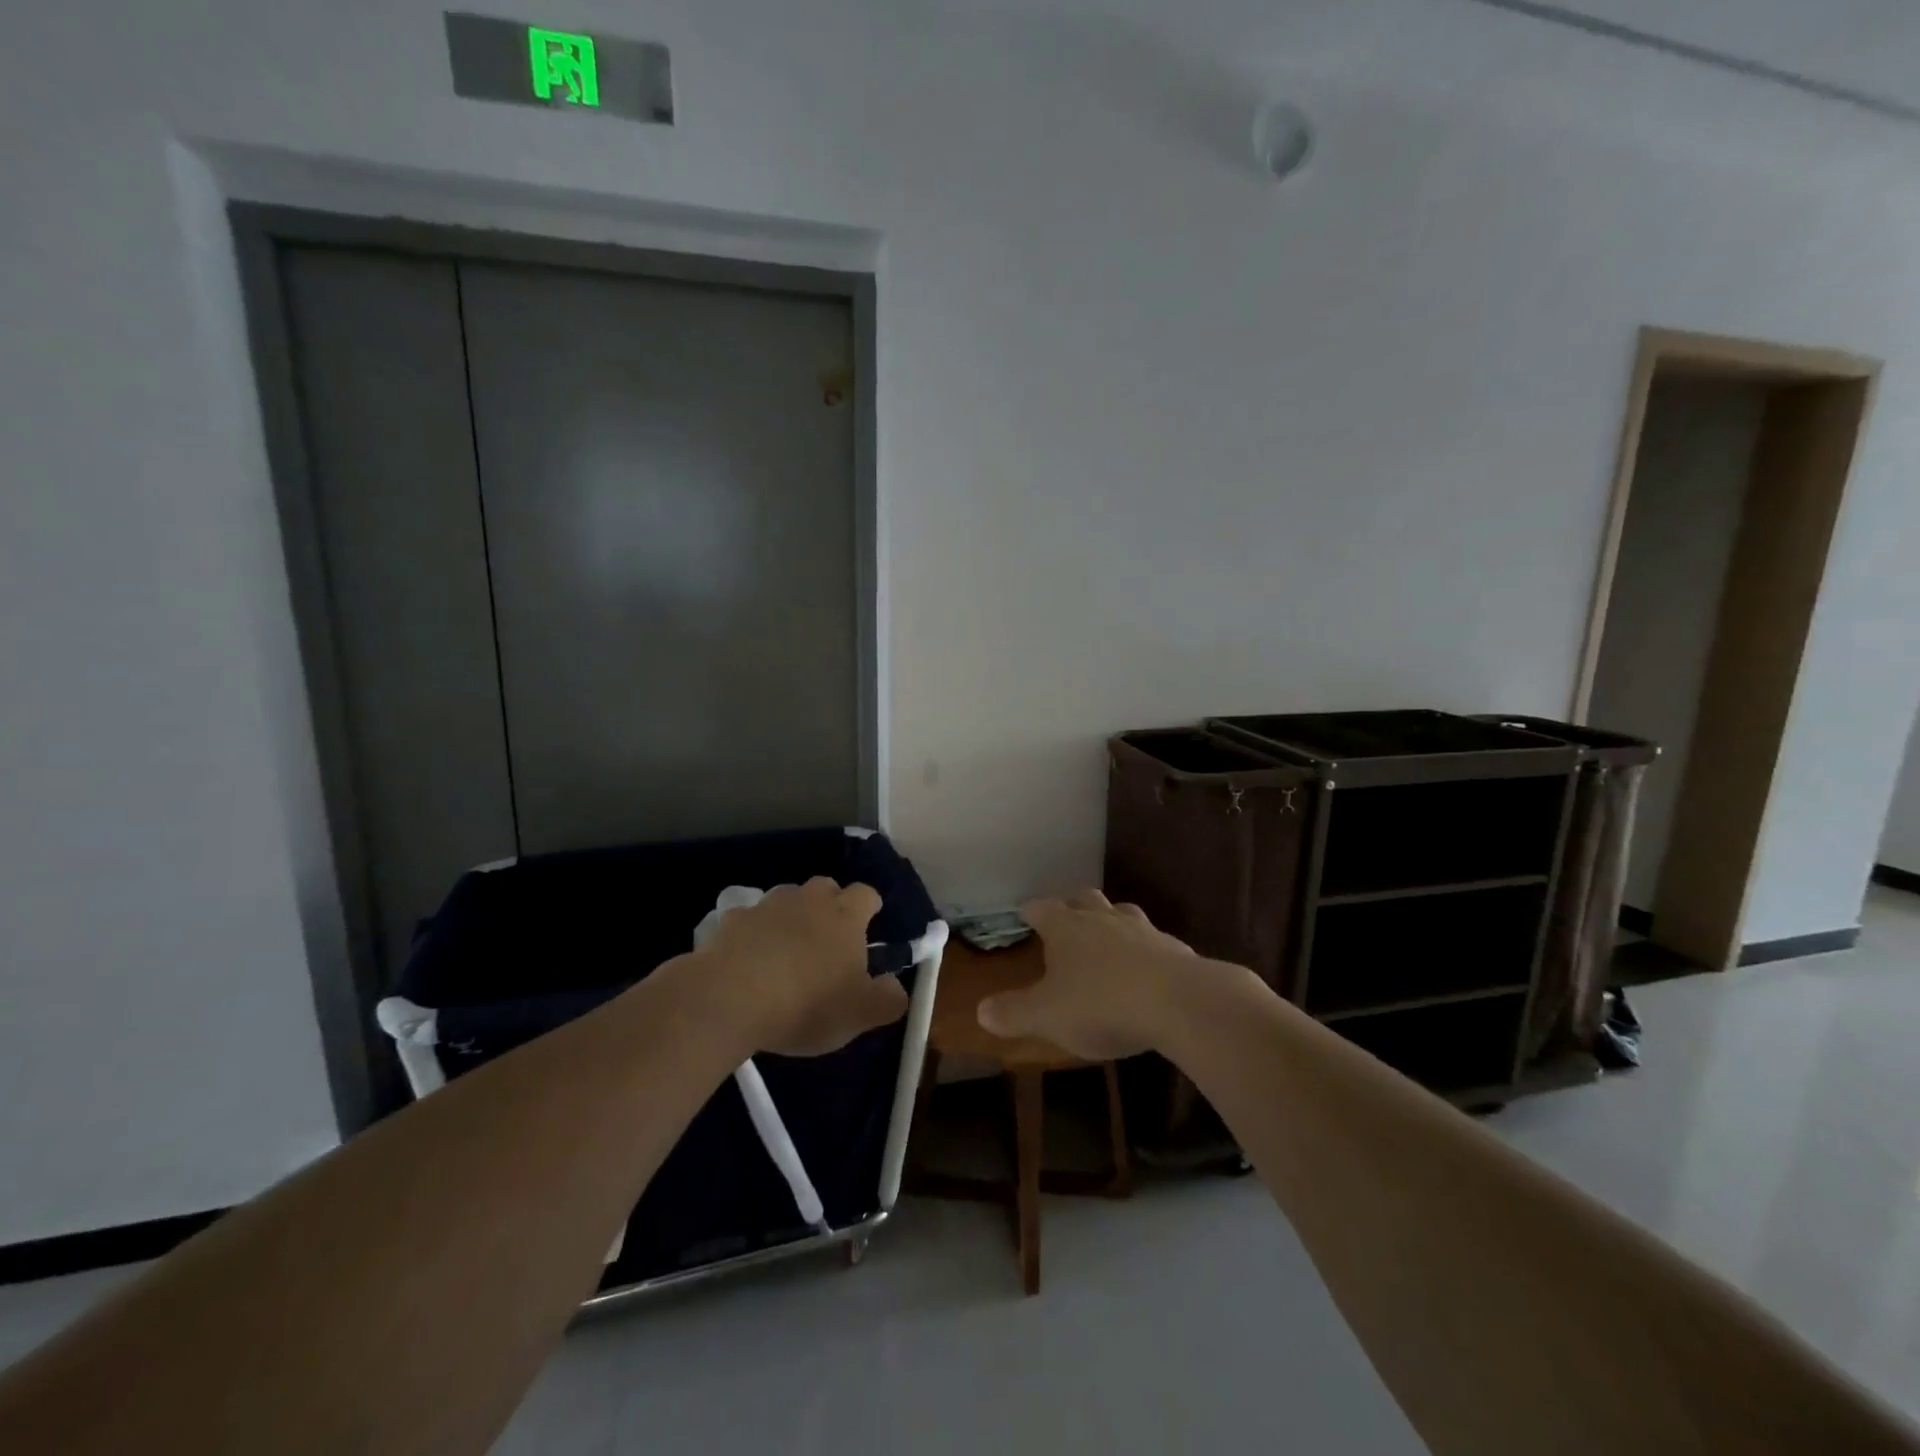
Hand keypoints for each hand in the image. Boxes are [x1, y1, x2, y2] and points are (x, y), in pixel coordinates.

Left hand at [699, 878, 908, 1056]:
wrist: (730, 998)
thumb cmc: (806, 1003)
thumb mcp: (860, 1014)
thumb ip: (888, 999)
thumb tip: (897, 988)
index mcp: (845, 916)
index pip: (867, 894)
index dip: (870, 908)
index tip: (869, 927)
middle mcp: (809, 900)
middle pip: (826, 888)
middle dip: (830, 906)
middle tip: (828, 941)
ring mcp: (768, 906)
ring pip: (787, 900)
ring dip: (791, 917)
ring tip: (787, 951)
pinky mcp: (732, 920)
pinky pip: (750, 920)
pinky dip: (754, 934)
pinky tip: (749, 961)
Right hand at [978, 890, 1212, 1059]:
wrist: (1178, 1003)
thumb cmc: (1101, 1004)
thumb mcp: (1047, 1016)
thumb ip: (1014, 1013)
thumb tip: (981, 1011)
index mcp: (1067, 929)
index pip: (1043, 910)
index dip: (1032, 910)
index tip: (1025, 911)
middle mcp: (1103, 920)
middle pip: (1085, 900)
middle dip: (1073, 905)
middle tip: (1066, 915)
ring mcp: (1143, 931)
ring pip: (1122, 913)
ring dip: (1112, 920)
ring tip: (1107, 933)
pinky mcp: (1175, 950)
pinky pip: (1153, 941)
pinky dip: (1144, 948)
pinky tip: (1146, 966)